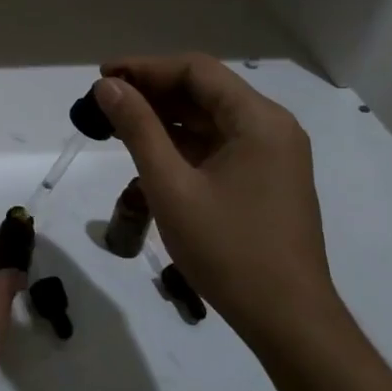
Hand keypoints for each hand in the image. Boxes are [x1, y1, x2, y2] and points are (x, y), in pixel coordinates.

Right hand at [95, 57, 343, 357]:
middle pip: (203, 90)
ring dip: (164, 117)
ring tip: (117, 124)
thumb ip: (138, 128)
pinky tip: (148, 152)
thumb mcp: (171, 186)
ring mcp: (272, 155)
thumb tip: (107, 86)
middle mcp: (271, 128)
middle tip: (104, 102)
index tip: (103, 76)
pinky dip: (182, 142)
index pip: (196, 70)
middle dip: (151, 92)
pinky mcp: (265, 178)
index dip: (145, 67)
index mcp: (258, 120)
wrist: (288, 322)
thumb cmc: (228, 250)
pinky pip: (218, 144)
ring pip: (209, 117)